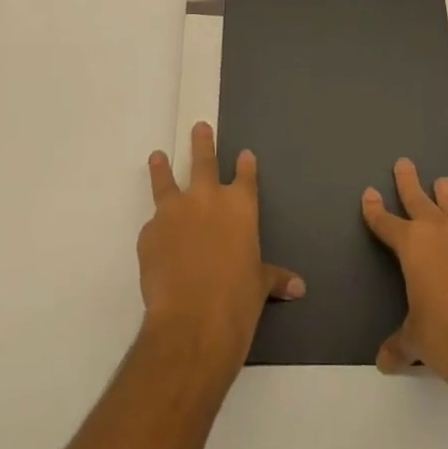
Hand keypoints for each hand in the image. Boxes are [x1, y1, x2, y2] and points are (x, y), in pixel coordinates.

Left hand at [139, 122, 303, 370]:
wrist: (192, 321)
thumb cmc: (237, 301)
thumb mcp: (259, 286)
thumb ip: (274, 278)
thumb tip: (299, 287)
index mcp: (240, 207)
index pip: (245, 176)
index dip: (245, 165)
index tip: (244, 154)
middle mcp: (207, 199)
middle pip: (204, 161)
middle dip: (202, 143)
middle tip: (199, 127)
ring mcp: (174, 212)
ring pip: (166, 180)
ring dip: (162, 167)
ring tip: (157, 156)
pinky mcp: (149, 233)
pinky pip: (153, 226)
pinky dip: (155, 229)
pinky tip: (155, 239)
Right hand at [363, 158, 447, 413]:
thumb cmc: (445, 340)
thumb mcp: (415, 342)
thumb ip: (399, 346)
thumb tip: (385, 362)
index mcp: (413, 247)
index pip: (387, 223)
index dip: (375, 210)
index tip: (370, 193)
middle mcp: (442, 236)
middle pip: (420, 200)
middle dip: (409, 182)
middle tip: (404, 162)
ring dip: (446, 197)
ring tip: (443, 182)